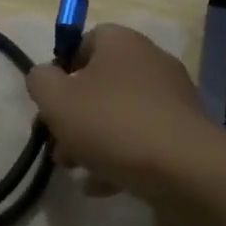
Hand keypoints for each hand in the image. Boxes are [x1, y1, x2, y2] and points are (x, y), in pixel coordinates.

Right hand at [26, 24, 225, 211]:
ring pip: (120, 114)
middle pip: (101, 82)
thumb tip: (44, 76)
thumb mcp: (56, 100)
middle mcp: (150, 61)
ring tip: (77, 170)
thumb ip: (40, 81)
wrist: (185, 169)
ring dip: (94, 140)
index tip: (51, 101)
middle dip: (75, 114)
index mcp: (120, 42)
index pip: (85, 40)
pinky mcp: (185, 131)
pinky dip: (121, 157)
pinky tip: (102, 185)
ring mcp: (172, 97)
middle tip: (59, 144)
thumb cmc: (111, 123)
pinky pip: (143, 138)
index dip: (63, 69)